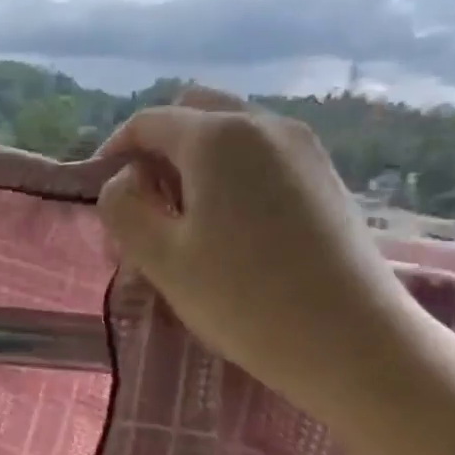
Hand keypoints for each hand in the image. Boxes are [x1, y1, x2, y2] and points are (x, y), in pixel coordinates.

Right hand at [96, 90, 426, 419]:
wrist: (353, 341)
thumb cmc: (243, 299)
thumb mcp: (160, 257)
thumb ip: (122, 207)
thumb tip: (126, 180)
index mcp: (218, 137)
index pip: (148, 122)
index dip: (115, 150)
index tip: (101, 192)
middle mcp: (264, 124)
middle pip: (194, 112)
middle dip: (158, 148)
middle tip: (145, 201)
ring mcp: (303, 148)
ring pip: (231, 133)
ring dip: (195, 160)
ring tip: (184, 218)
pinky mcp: (326, 176)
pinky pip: (262, 155)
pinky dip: (231, 173)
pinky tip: (230, 226)